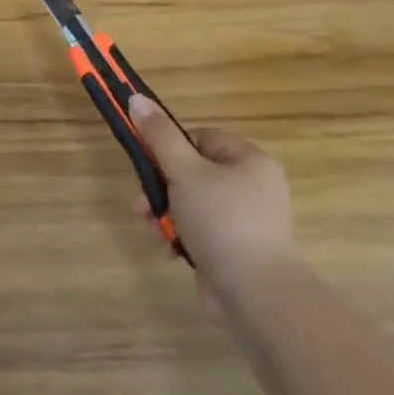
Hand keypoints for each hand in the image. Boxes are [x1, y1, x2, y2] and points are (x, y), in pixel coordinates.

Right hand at [127, 95, 298, 295]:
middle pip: (191, 171)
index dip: (170, 148)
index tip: (150, 164)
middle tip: (142, 203)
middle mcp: (252, 186)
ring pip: (191, 202)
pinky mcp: (236, 249)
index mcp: (249, 161)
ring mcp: (246, 220)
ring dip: (165, 212)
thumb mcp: (184, 171)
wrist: (257, 296)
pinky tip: (168, 247)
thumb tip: (136, 98)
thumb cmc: (222, 222)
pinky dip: (181, 234)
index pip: (200, 138)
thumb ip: (159, 135)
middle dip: (160, 186)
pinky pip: (200, 229)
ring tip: (152, 228)